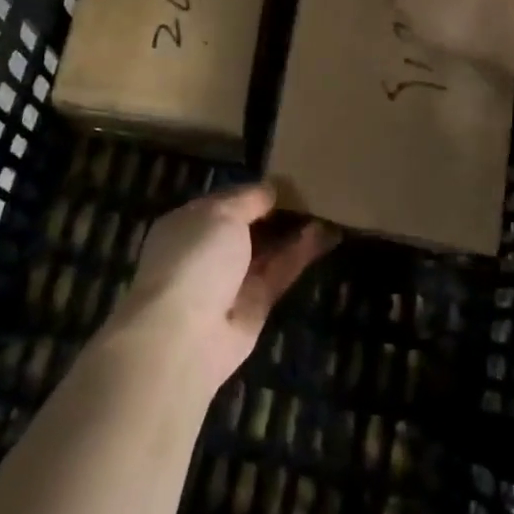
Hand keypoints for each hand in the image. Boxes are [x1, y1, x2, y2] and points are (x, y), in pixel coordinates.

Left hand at [110, 183, 335, 394]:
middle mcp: (209, 250)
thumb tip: (271, 188)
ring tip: (328, 208)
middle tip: (316, 191)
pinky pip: (280, 272)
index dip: (257, 190)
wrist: (184, 334)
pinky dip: (301, 253)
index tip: (290, 178)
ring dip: (296, 231)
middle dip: (279, 211)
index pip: (228, 200)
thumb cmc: (195, 258)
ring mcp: (232, 279)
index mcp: (189, 223)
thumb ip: (249, 199)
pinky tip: (326, 233)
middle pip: (250, 225)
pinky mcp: (256, 305)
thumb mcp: (221, 214)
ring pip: (269, 249)